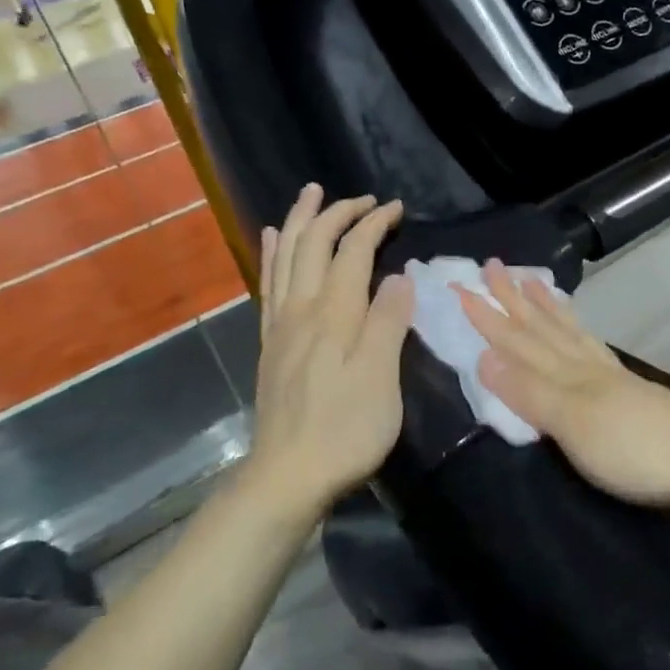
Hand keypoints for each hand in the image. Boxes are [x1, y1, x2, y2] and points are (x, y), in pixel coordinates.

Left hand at [245, 184, 413, 520]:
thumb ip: (388, 324)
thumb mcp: (380, 380)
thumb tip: (399, 277)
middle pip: (314, 245)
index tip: (397, 208)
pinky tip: (273, 240)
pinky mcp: (272, 345)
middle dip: (338, 213)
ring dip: (301, 221)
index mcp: (334, 316)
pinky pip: (269, 285)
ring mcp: (281, 326)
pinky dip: (273, 255)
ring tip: (311, 194)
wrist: (289, 475)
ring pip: (287, 257)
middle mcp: (302, 310)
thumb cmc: (345, 431)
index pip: (353, 252)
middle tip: (364, 198)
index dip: (373, 224)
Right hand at [455, 261, 669, 508]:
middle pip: (543, 329)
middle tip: (491, 266)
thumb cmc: (638, 450)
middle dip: (512, 301)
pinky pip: (592, 349)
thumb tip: (482, 357)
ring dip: (544, 310)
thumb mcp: (576, 425)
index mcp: (568, 375)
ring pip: (568, 334)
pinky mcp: (630, 392)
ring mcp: (611, 378)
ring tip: (530, 283)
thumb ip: (530, 393)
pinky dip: (577, 333)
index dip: (487, 317)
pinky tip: (579, 333)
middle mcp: (587, 367)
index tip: (459, 287)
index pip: (518, 341)